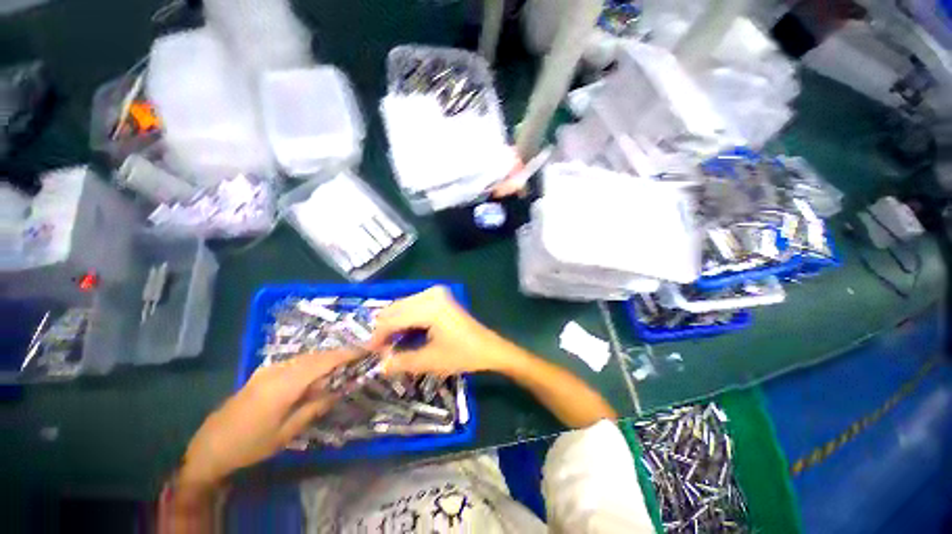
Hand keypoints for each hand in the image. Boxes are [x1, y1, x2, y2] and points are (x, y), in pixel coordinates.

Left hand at [178, 350, 357, 487]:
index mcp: (285, 384)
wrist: (209, 448)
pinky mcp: (263, 373)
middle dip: (339, 354)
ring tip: (344, 363)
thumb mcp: (286, 432)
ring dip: (326, 358)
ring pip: (305, 357)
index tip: (367, 349)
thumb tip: (339, 390)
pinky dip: (312, 363)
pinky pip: (295, 362)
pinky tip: (318, 371)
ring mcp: (268, 370)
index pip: (323, 362)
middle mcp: (277, 370)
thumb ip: (314, 407)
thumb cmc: (250, 444)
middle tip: (360, 356)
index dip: (346, 354)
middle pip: (316, 356)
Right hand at [368, 286, 503, 376]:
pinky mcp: (440, 296)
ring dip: (393, 323)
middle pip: (395, 308)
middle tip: (378, 350)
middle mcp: (431, 293)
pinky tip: (403, 333)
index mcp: (430, 307)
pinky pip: (413, 305)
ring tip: (389, 344)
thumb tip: (378, 364)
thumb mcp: (430, 361)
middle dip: (384, 329)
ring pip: (402, 305)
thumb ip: (401, 361)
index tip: (367, 352)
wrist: (488, 347)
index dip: (377, 336)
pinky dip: (405, 318)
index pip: (392, 319)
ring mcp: (436, 293)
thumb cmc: (463, 354)